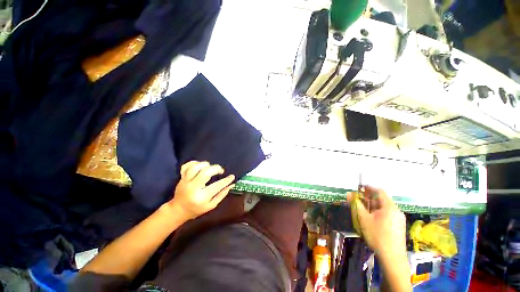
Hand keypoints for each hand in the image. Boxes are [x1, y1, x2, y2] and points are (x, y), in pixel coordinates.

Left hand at [169, 161, 234, 219]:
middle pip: (205, 172)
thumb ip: (222, 194)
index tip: (232, 176)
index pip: (217, 186)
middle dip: (216, 169)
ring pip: (195, 167)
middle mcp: (193, 188)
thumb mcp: (211, 205)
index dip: (226, 180)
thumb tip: (232, 184)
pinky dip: (194, 163)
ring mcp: (185, 181)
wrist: (178, 210)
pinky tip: (200, 165)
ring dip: (205, 164)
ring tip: (210, 167)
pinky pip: (186, 166)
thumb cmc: (197, 209)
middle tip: (221, 171)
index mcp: (201, 197)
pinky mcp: (181, 177)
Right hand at [348, 187, 406, 258]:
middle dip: (368, 199)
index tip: (358, 190)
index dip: (368, 188)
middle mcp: (396, 210)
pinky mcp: (398, 226)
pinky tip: (371, 219)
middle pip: (381, 199)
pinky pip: (387, 214)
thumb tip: (349, 194)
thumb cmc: (377, 236)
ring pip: (383, 207)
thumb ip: (356, 204)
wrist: (392, 257)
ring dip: (371, 206)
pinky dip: (377, 213)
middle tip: (357, 202)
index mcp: (389, 207)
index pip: (379, 191)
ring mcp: (398, 219)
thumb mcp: (363, 219)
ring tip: (362, 211)